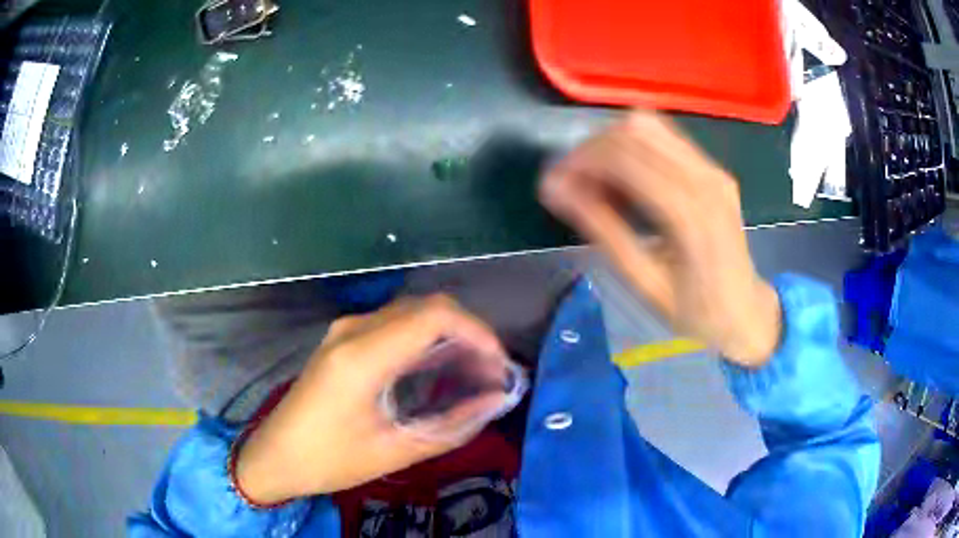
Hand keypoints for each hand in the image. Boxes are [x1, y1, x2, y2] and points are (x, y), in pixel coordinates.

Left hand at [234, 295, 507, 504]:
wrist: (276, 455)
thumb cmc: (330, 459)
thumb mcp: (395, 450)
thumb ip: (452, 424)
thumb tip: (496, 400)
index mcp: (362, 356)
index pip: (434, 316)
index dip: (478, 333)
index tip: (501, 366)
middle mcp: (353, 329)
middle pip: (427, 307)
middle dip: (469, 334)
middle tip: (492, 373)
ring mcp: (345, 330)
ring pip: (413, 312)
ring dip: (449, 336)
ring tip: (474, 373)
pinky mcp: (343, 339)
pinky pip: (395, 325)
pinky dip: (426, 340)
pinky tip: (440, 369)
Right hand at [539, 111, 780, 366]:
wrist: (744, 313)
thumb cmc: (694, 312)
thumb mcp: (643, 282)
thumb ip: (602, 229)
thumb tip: (556, 190)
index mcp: (688, 213)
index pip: (623, 157)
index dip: (580, 161)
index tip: (553, 183)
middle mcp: (704, 178)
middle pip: (634, 131)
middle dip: (592, 149)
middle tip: (572, 183)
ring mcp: (713, 169)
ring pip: (648, 125)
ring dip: (612, 144)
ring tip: (598, 180)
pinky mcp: (714, 169)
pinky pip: (665, 138)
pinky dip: (635, 147)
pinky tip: (626, 177)